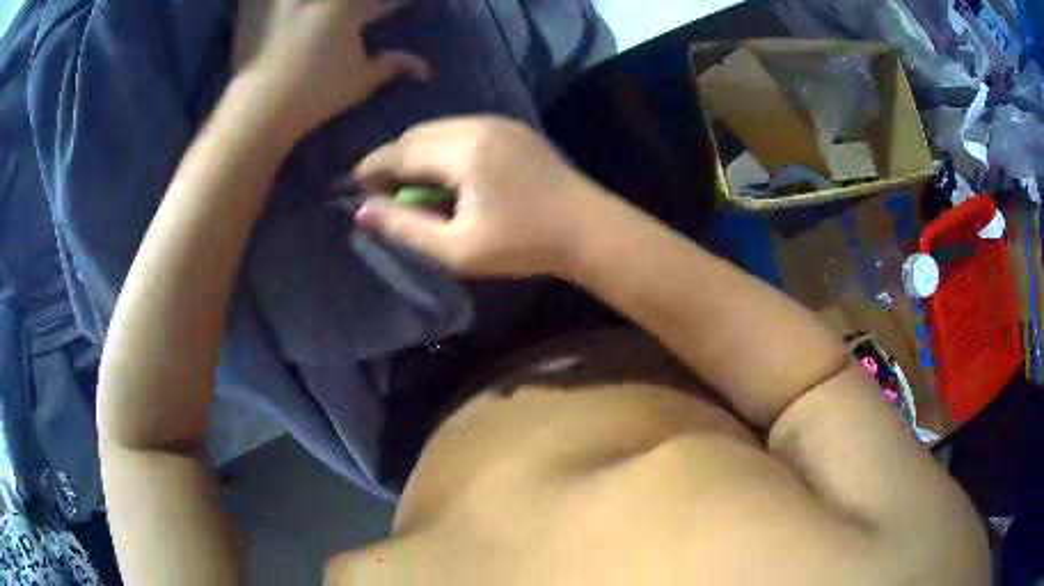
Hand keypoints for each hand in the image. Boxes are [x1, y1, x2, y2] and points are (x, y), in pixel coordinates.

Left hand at [232, 0, 429, 135]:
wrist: (259, 110)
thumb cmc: (315, 95)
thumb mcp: (360, 82)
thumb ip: (393, 67)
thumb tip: (425, 69)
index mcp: (348, 9)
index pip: (381, 0)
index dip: (395, 3)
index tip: (402, 5)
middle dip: (359, 4)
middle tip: (356, 10)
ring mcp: (285, 2)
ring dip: (318, 4)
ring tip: (323, 10)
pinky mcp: (254, 10)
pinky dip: (266, 2)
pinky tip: (276, 5)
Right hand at [353, 116, 616, 276]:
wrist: (589, 230)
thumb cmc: (523, 246)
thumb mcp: (458, 249)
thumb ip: (405, 229)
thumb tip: (361, 212)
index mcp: (463, 151)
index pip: (400, 151)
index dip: (371, 167)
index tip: (353, 187)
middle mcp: (478, 125)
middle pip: (417, 134)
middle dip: (393, 159)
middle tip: (382, 192)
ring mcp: (499, 122)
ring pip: (439, 129)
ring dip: (418, 152)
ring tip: (411, 186)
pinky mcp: (512, 128)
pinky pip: (461, 130)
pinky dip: (442, 148)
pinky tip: (445, 175)